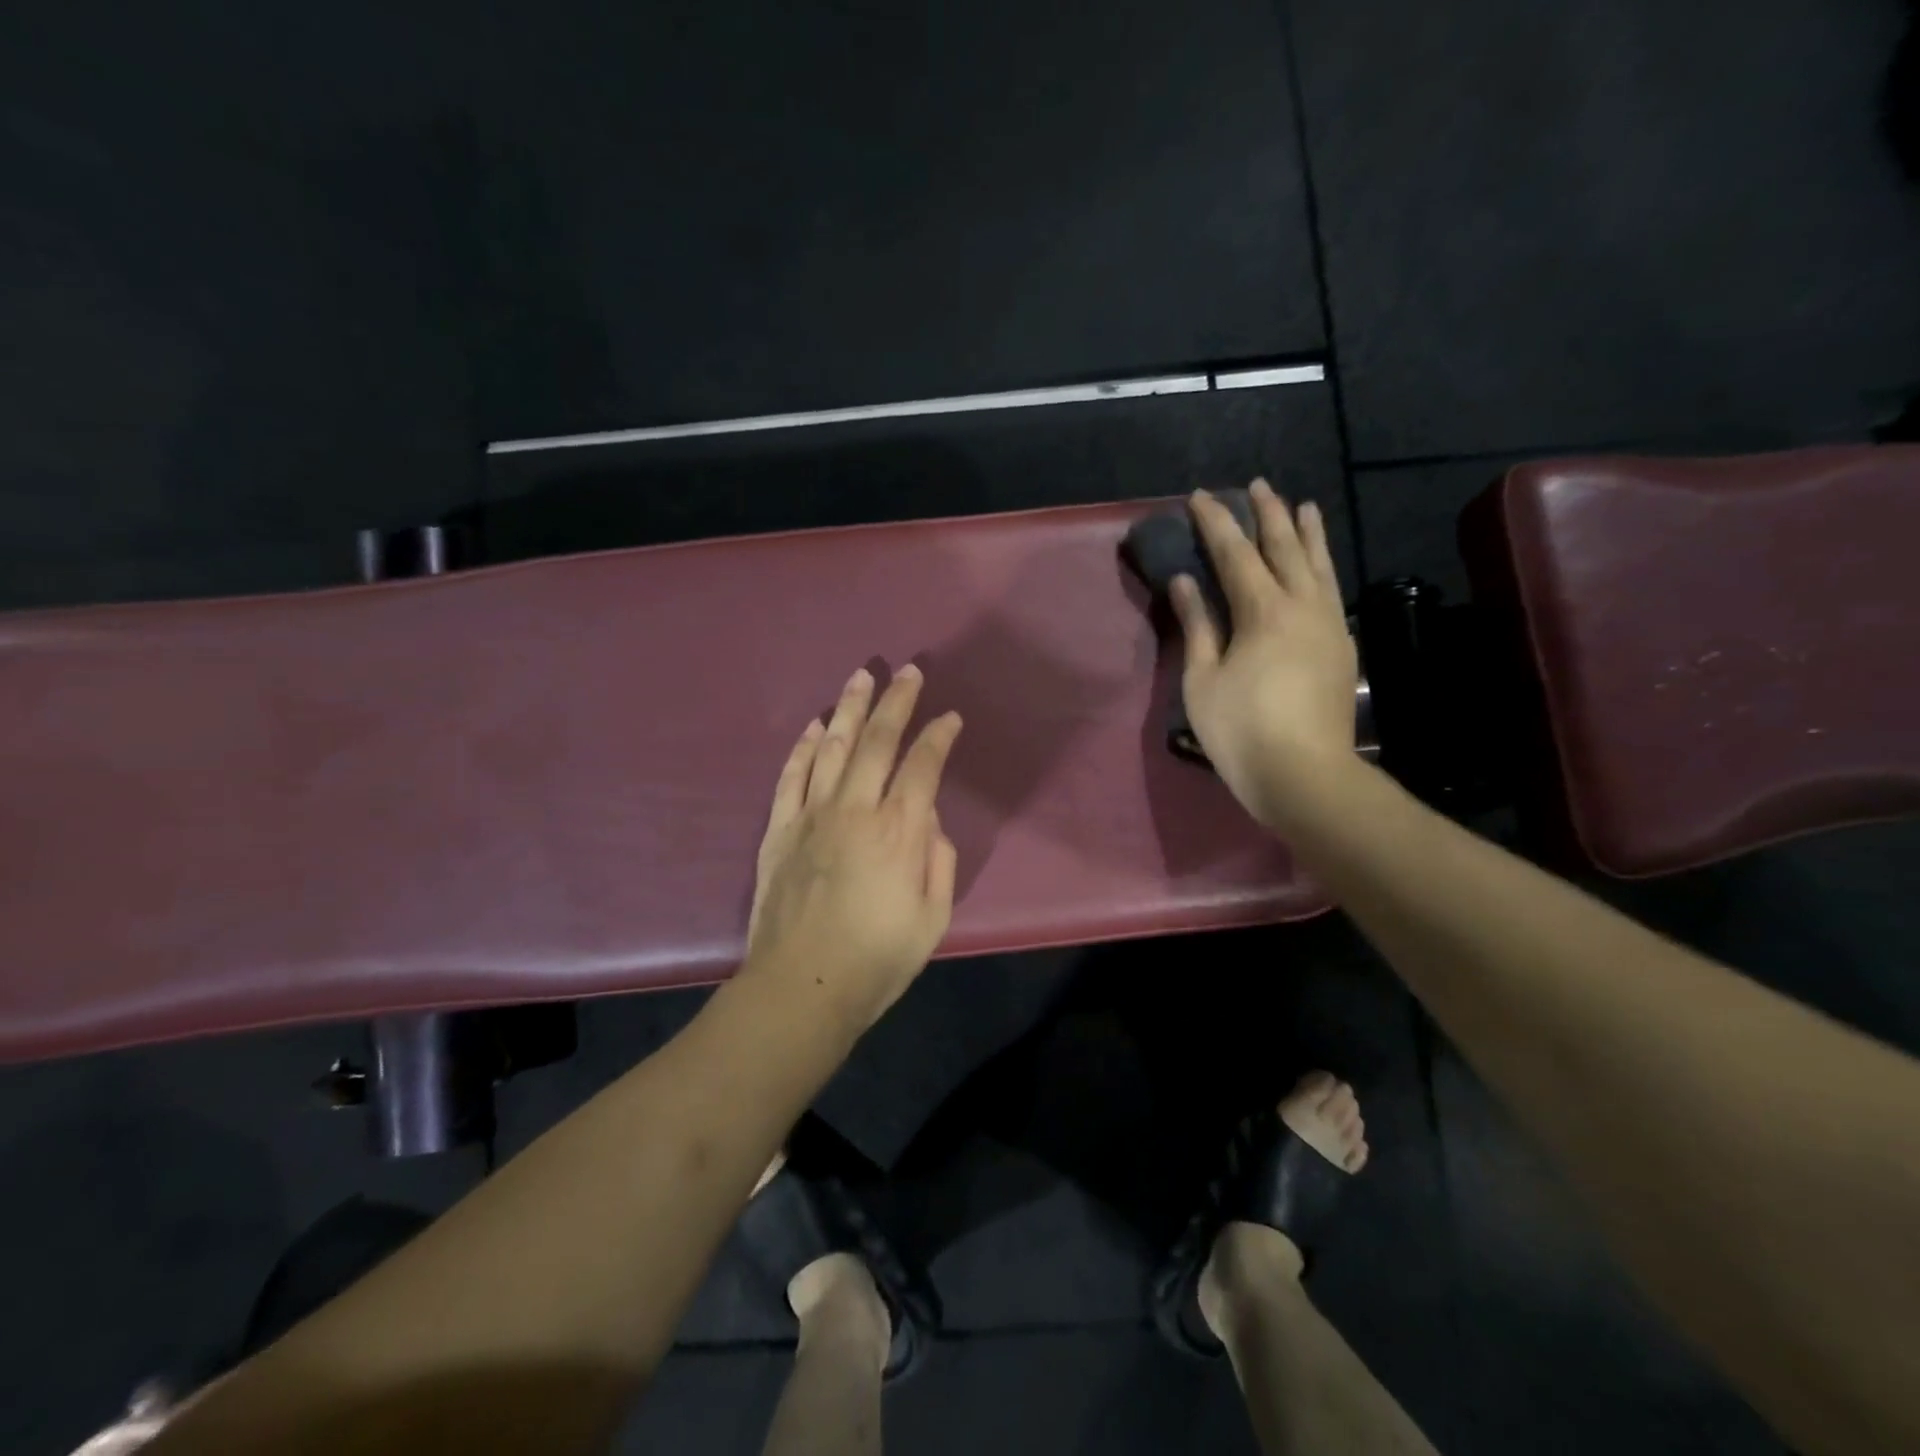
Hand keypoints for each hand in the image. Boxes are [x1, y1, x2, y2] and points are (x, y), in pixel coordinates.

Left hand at [744, 665, 962, 1033]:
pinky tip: (814, 724)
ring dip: (850, 708)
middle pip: (878, 741)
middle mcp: (855, 809)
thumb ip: (937, 860)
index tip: (950, 718)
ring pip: (832, 746)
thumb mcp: (933, 917)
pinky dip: (803, 746)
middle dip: (897, 701)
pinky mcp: (779, 829)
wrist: (802, 987)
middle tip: (909, 671)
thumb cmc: (877, 959)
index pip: (924, 765)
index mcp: (899, 830)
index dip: (939, 735)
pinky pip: (791, 775)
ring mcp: (811, 815)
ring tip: (862, 677)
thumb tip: (928, 820)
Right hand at [1170, 480, 1359, 828]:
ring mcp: (1328, 625)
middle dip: (1268, 514)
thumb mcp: (1203, 679)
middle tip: (1256, 486)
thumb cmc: (1241, 730)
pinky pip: (1332, 590)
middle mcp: (1303, 606)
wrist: (1305, 775)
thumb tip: (1185, 581)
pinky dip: (1323, 566)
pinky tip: (1318, 565)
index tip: (1200, 497)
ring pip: (1319, 565)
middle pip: (1285, 547)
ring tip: (1301, 505)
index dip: (1216, 524)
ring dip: (1306, 532)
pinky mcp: (1341, 646)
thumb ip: (1198, 625)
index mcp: (1263, 611)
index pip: (1235, 554)